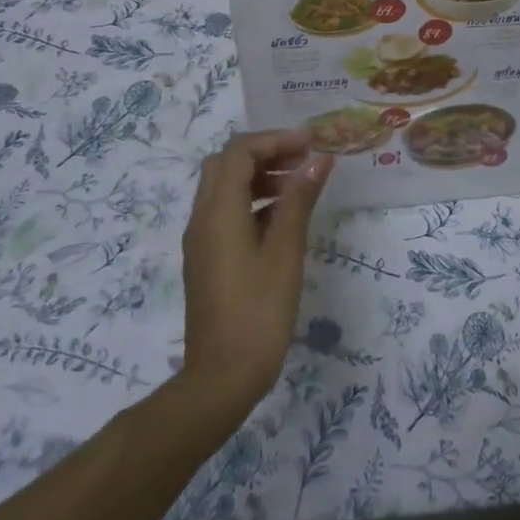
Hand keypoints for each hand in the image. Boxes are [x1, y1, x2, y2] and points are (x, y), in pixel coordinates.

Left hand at [180, 131, 332, 411]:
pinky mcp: (206, 259)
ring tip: (297, 186)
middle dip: (264, 153)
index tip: (310, 146)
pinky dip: (251, 201)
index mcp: (218, 211)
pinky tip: (281, 219)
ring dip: (258, 176)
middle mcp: (202, 218)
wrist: (221, 378)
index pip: (240, 151)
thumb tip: (318, 159)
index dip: (275, 140)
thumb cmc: (259, 311)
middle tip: (301, 161)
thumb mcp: (286, 251)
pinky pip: (224, 213)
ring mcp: (201, 240)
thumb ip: (299, 199)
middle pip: (225, 164)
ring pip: (223, 188)